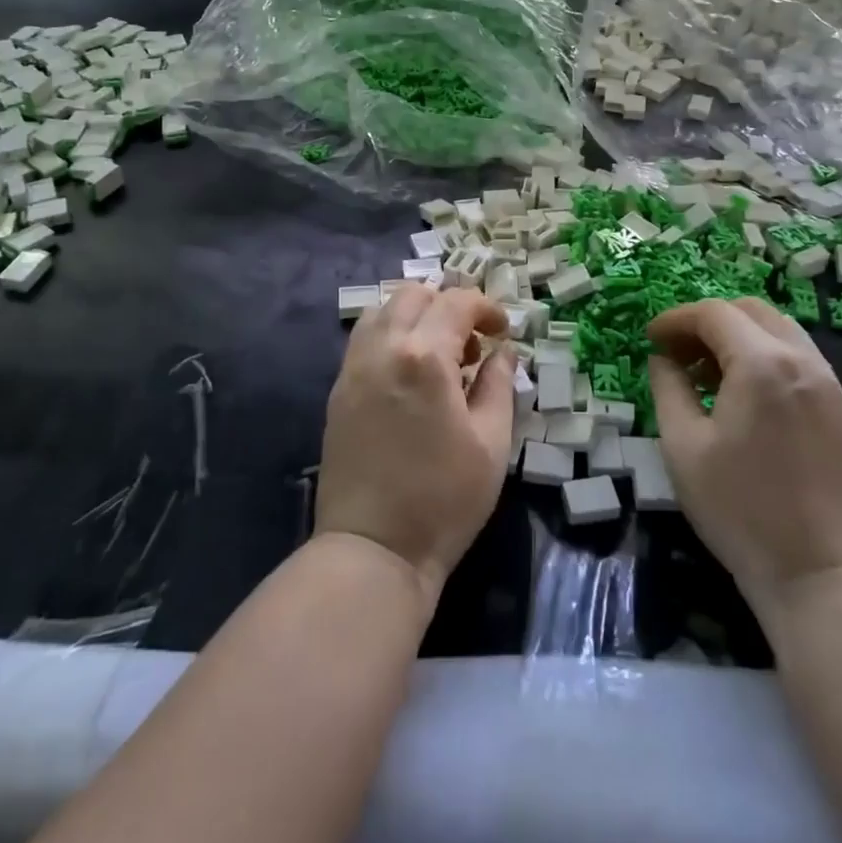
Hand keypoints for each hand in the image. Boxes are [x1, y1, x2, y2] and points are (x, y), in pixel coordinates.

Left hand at [315, 285, 513, 599]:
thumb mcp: (491, 442)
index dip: (486, 308)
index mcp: (424, 356)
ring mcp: (354, 367)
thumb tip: (502, 352)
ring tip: (439, 355)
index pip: (456, 302)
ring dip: (416, 316)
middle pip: (414, 294)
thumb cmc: (443, 499)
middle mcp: (383, 347)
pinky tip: (409, 373)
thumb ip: (498, 384)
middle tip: (471, 343)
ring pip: (383, 310)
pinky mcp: (338, 389)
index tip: (503, 332)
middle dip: (449, 305)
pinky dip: (391, 335)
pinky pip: (365, 339)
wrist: (373, 548)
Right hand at [648, 298, 841, 604]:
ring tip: (708, 371)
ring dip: (739, 336)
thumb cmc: (738, 509)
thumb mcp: (682, 445)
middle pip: (751, 311)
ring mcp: (831, 384)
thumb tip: (664, 358)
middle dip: (708, 321)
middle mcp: (803, 361)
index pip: (713, 314)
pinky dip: (766, 356)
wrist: (817, 573)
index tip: (650, 338)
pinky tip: (745, 394)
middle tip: (678, 351)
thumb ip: (668, 387)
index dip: (675, 319)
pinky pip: (800, 358)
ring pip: (780, 330)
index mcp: (762, 365)